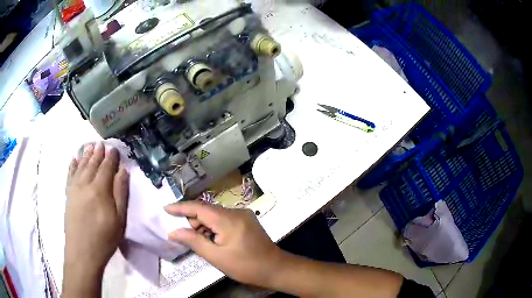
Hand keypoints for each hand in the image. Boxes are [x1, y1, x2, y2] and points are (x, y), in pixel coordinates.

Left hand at [64, 142, 128, 275]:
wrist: (82, 252)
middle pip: (92, 164)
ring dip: (85, 155)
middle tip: (100, 143)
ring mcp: (74, 188)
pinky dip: (72, 166)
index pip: (106, 167)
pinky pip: (69, 175)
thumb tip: (122, 171)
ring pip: (80, 166)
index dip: (110, 157)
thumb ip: (120, 193)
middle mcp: (85, 184)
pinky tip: (73, 159)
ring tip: (89, 146)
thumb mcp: (119, 219)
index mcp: (99, 189)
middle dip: (97, 153)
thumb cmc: (104, 238)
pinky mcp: (68, 195)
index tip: (113, 148)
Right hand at [165, 202, 283, 286]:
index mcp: (228, 219)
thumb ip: (193, 241)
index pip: (198, 207)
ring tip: (207, 244)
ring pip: (215, 214)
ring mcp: (243, 215)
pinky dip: (215, 227)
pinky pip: (224, 219)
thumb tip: (173, 232)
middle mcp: (236, 211)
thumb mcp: (216, 257)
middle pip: (207, 210)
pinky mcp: (247, 220)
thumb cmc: (246, 266)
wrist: (276, 269)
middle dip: (194, 222)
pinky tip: (216, 241)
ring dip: (205, 226)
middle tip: (191, 239)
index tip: (165, 208)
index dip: (180, 207)